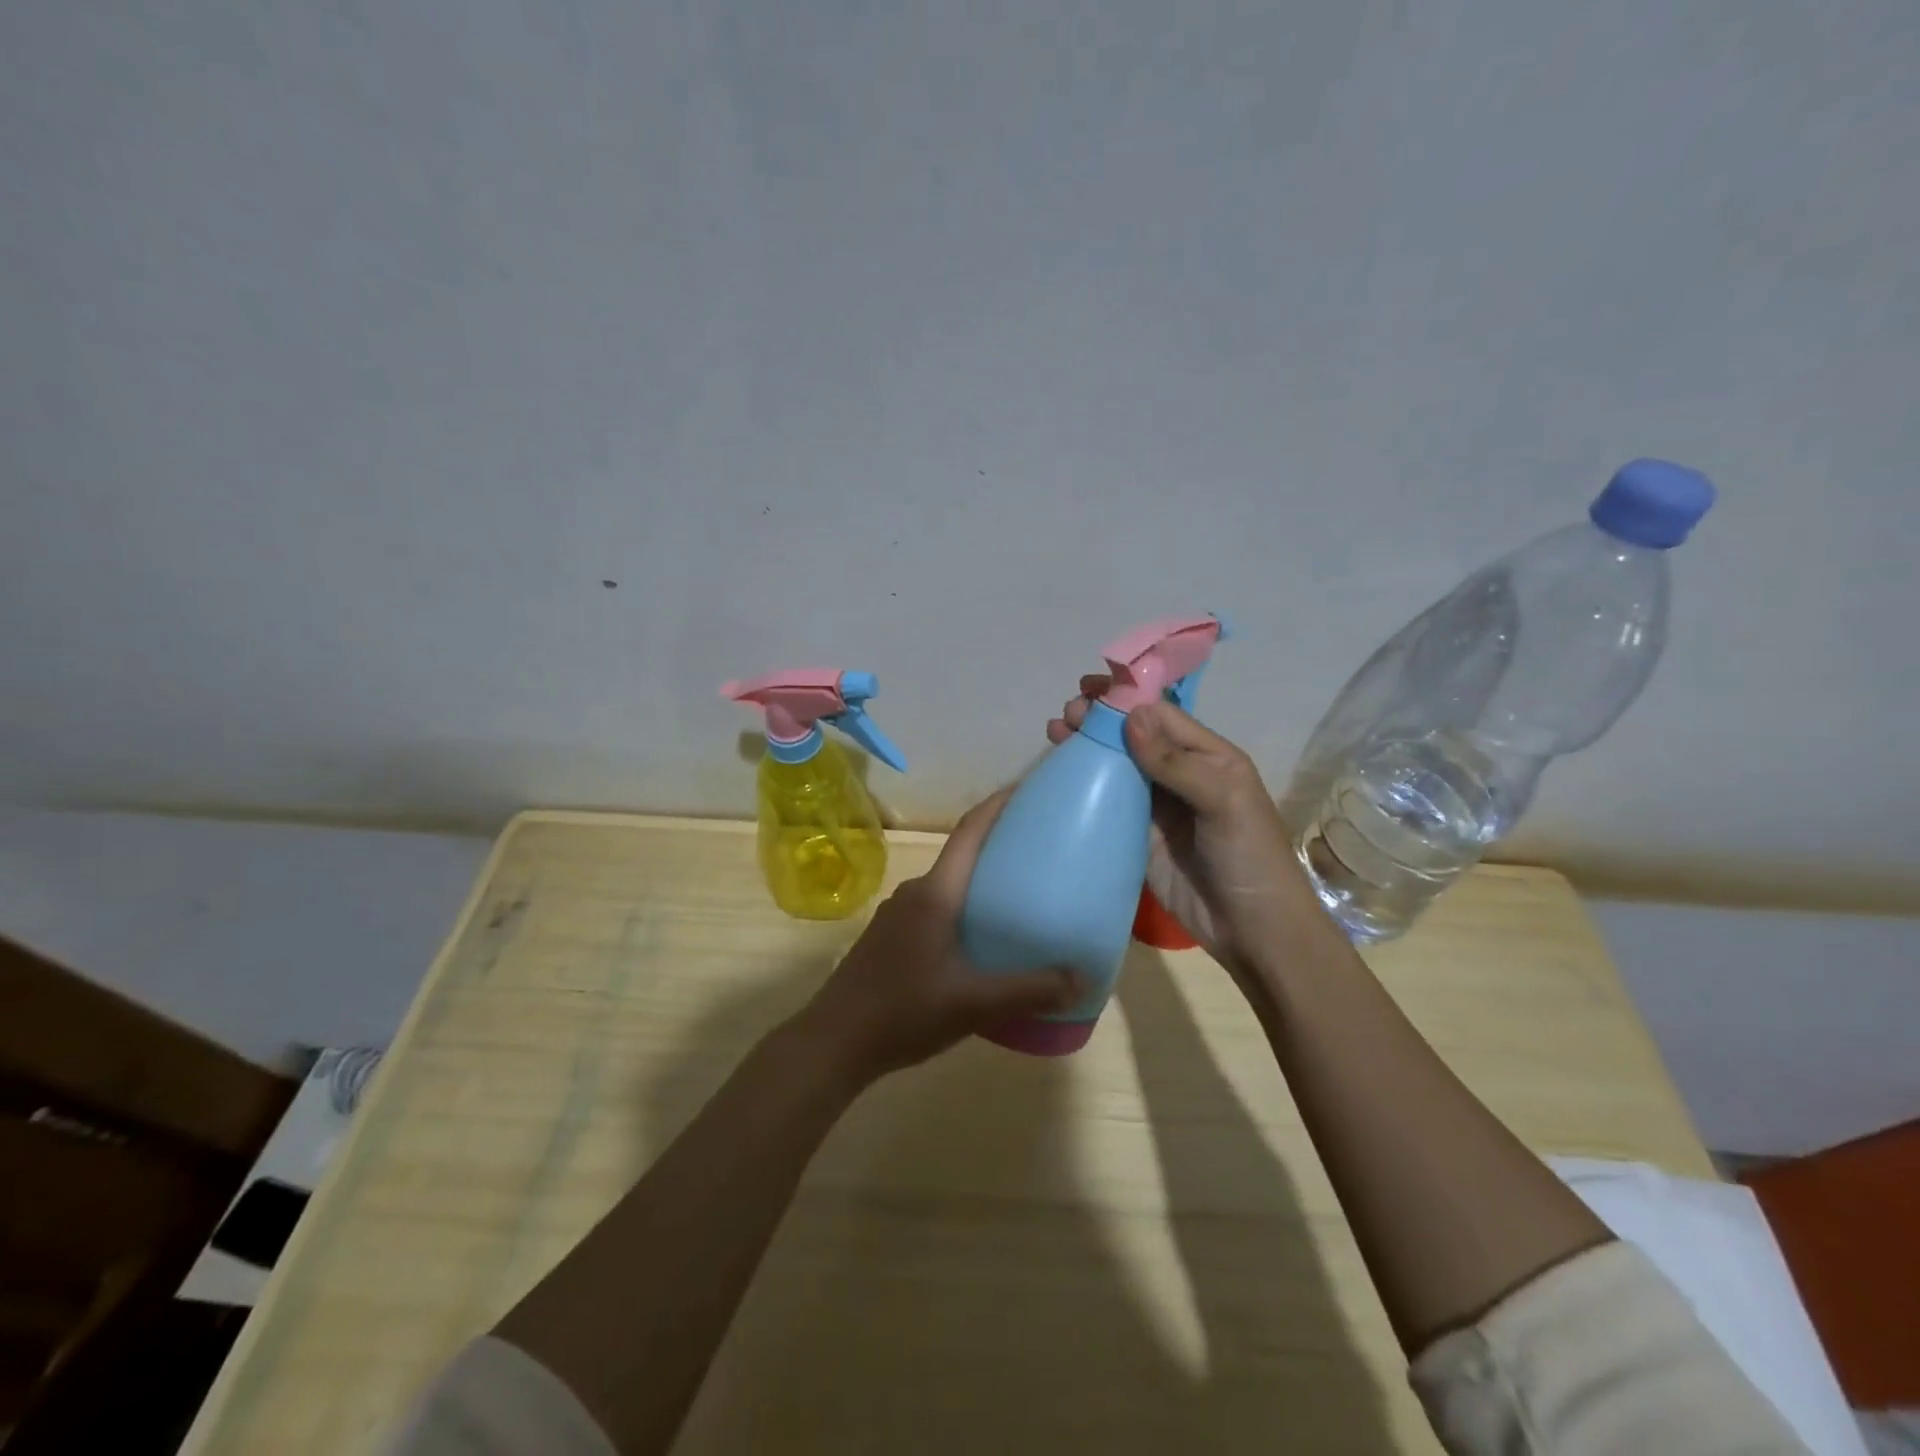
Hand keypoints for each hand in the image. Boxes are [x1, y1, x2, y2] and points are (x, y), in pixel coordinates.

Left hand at [796, 789, 1081, 1083]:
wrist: (833, 1043)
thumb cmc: (903, 1012)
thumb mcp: (973, 1004)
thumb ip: (1028, 990)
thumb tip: (1081, 977)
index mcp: (935, 894)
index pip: (969, 832)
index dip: (998, 805)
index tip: (1027, 788)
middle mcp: (914, 893)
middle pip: (962, 856)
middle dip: (998, 847)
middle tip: (1040, 851)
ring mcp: (897, 914)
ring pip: (948, 886)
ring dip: (979, 883)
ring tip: (1018, 898)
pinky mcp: (889, 936)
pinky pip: (934, 907)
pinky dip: (962, 908)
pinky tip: (979, 939)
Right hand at [1047, 678, 1328, 981]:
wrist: (1251, 930)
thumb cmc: (1249, 856)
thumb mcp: (1224, 801)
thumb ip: (1177, 761)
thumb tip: (1131, 715)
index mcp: (1209, 757)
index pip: (1162, 716)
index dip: (1125, 700)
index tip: (1088, 689)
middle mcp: (1180, 775)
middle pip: (1134, 737)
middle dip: (1100, 720)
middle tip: (1066, 714)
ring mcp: (1156, 807)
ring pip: (1116, 766)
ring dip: (1088, 747)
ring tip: (1056, 732)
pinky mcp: (1136, 836)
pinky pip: (1108, 803)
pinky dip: (1084, 785)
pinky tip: (1062, 773)